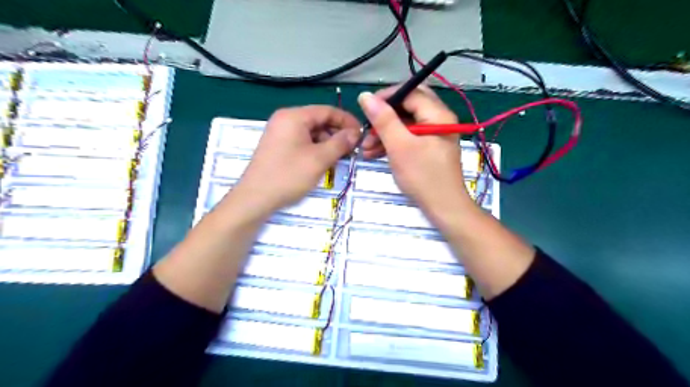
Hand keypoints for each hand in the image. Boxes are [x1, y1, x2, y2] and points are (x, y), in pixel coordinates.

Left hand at [233, 105, 360, 216]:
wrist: (255, 198)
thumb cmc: (288, 175)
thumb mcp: (319, 159)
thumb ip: (340, 143)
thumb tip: (355, 133)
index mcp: (294, 116)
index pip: (327, 110)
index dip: (347, 121)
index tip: (362, 134)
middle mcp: (286, 119)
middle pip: (319, 120)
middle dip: (337, 134)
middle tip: (352, 149)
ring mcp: (280, 133)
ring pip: (312, 133)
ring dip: (328, 143)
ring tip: (339, 159)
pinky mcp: (278, 146)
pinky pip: (303, 142)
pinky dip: (316, 149)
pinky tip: (324, 162)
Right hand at [355, 84, 474, 214]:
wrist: (444, 208)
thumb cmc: (423, 177)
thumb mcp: (400, 146)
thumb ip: (383, 120)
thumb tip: (365, 96)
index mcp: (437, 114)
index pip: (410, 92)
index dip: (386, 97)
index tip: (365, 108)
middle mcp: (439, 120)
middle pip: (407, 107)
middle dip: (384, 117)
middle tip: (367, 128)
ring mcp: (434, 135)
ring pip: (406, 124)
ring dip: (385, 133)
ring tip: (366, 148)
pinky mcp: (429, 148)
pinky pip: (408, 138)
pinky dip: (392, 143)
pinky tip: (375, 153)